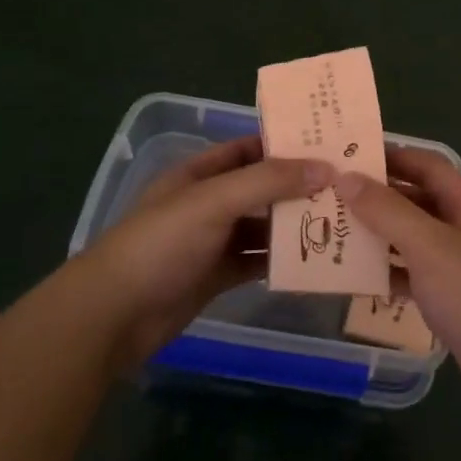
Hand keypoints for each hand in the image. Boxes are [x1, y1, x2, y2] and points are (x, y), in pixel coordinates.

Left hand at [65, 136, 331, 371]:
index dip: (284, 145)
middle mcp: (208, 203)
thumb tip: (326, 168)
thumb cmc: (161, 244)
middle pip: (260, 188)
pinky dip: (281, 260)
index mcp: (199, 174)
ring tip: (339, 222)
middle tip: (345, 187)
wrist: (115, 314)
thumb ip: (268, 182)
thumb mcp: (214, 201)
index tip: (328, 146)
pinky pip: (256, 261)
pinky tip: (313, 260)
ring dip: (294, 225)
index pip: (248, 149)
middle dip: (298, 187)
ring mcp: (212, 241)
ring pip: (262, 226)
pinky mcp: (216, 276)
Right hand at [335, 149, 460, 426]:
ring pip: (412, 240)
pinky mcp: (451, 301)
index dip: (392, 155)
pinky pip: (413, 276)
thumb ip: (388, 211)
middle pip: (416, 201)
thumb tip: (347, 177)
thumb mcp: (430, 246)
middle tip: (329, 195)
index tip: (348, 154)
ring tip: (331, 231)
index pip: (426, 166)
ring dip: (377, 236)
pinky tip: (355, 277)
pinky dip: (388, 273)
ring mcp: (459, 267)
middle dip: (377, 197)